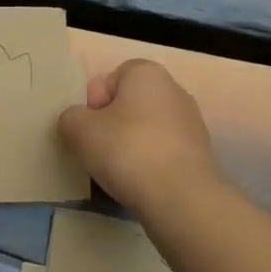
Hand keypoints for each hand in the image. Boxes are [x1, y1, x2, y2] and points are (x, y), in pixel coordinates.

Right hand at [58, 59, 222, 217]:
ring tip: (117, 173)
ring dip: (130, 146)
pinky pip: (163, 153)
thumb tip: (78, 122)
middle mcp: (174, 90)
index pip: (110, 79)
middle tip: (97, 151)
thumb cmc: (127, 150)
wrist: (181, 198)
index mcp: (147, 73)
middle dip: (111, 125)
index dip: (93, 103)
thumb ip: (70, 117)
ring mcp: (192, 122)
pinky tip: (139, 184)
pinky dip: (150, 164)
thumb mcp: (79, 129)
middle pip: (130, 104)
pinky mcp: (200, 154)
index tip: (87, 129)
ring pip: (147, 130)